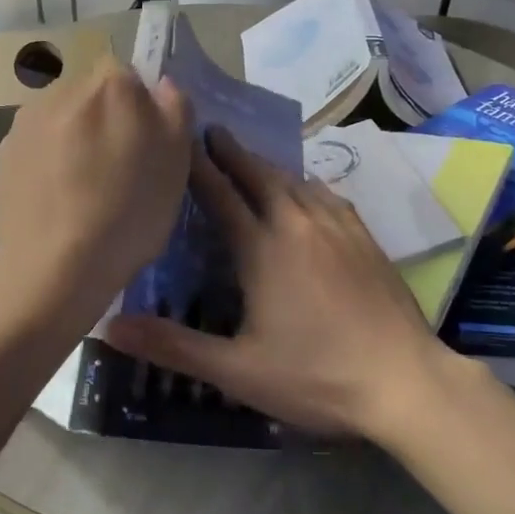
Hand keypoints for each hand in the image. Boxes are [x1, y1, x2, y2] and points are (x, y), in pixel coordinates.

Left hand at [0, 57, 192, 323]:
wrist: (57, 265)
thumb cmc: (129, 213)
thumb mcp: (177, 163)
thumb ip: (175, 110)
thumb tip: (161, 84)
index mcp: (111, 84)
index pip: (129, 75)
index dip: (138, 109)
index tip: (141, 145)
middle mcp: (64, 88)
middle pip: (92, 94)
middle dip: (103, 120)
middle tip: (113, 169)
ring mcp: (27, 119)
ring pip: (62, 118)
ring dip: (73, 138)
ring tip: (80, 187)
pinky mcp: (3, 151)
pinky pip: (36, 144)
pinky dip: (46, 159)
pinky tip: (55, 197)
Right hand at [102, 127, 459, 440]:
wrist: (406, 382)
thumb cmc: (316, 377)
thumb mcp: (236, 370)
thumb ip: (173, 346)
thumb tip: (108, 327)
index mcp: (263, 249)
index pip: (221, 196)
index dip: (197, 167)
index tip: (180, 139)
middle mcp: (299, 225)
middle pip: (260, 176)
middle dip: (233, 152)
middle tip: (212, 130)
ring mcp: (338, 229)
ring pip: (296, 182)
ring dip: (268, 166)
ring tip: (251, 157)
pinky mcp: (366, 240)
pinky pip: (328, 196)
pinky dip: (307, 184)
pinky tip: (308, 190)